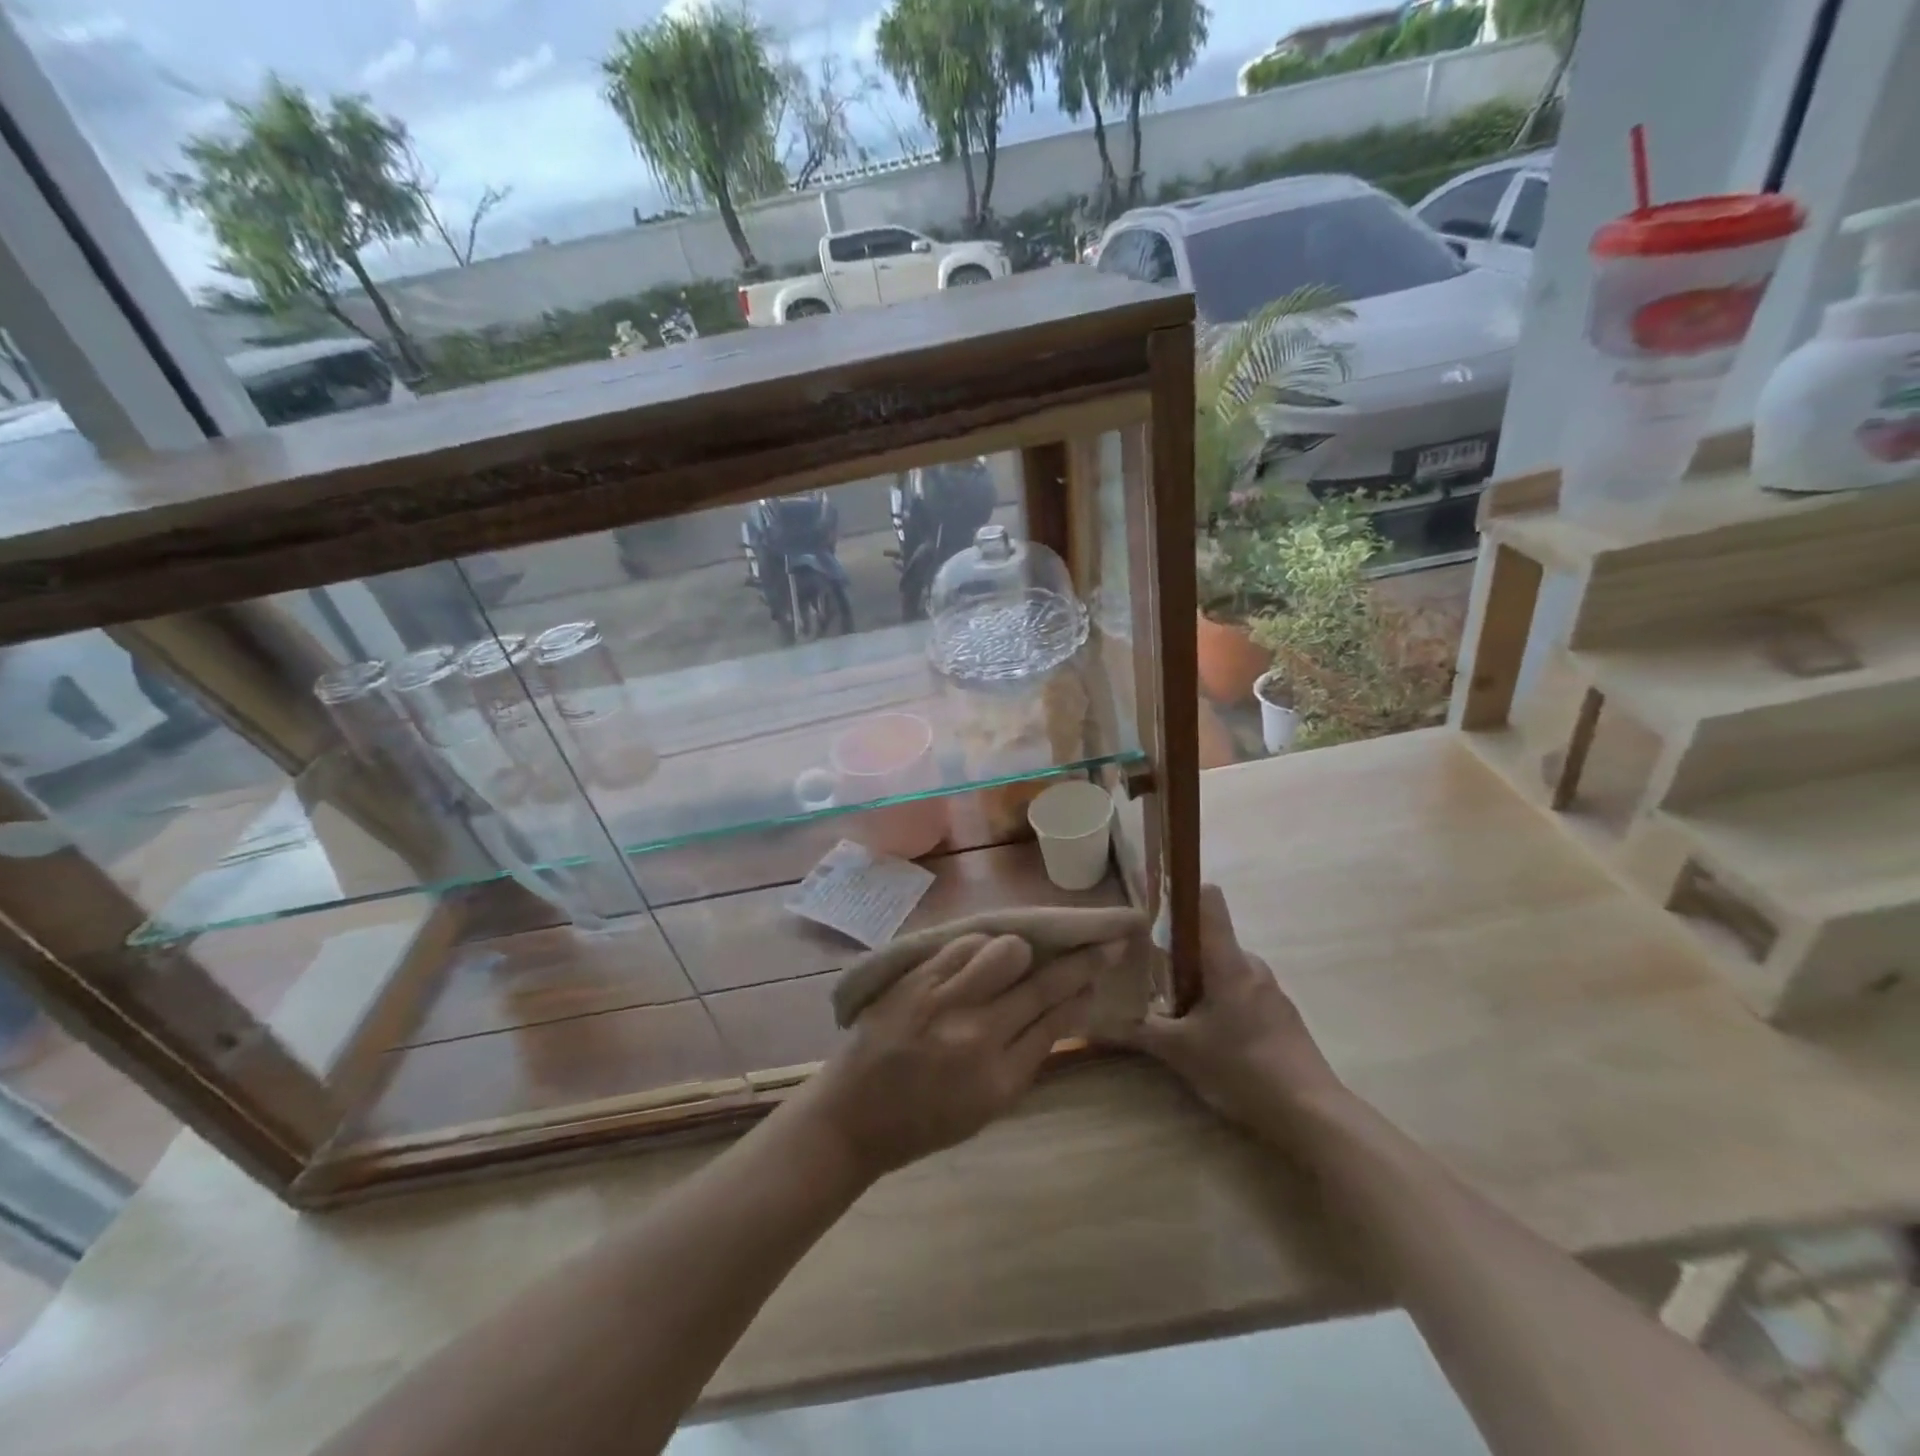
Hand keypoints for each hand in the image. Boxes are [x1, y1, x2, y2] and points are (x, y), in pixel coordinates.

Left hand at [793, 932, 1104, 1181]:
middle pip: (1042, 983)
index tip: (1103, 965)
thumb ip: (1027, 1055)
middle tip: (1102, 941)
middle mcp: (976, 1036)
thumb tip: (1066, 1006)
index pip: (1056, 1019)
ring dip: (1021, 952)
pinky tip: (979, 958)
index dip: (1084, 988)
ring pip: (1006, 951)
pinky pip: (965, 945)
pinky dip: (981, 948)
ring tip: (1015, 961)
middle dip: (1080, 959)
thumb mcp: (988, 1106)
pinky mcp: (916, 979)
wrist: (852, 1116)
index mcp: (999, 1080)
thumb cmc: (925, 1121)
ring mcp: (943, 1002)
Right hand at [1120, 885, 1340, 1132]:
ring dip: (1199, 982)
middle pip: (1209, 939)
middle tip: (1149, 977)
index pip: (1207, 900)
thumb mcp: (1180, 1052)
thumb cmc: (1242, 1069)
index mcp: (1228, 961)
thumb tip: (1095, 1021)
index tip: (1152, 906)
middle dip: (1178, 952)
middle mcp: (1251, 965)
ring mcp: (1270, 990)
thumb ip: (1139, 1030)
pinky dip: (1220, 1003)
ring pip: (1224, 969)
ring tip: (1176, 1014)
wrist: (1313, 1115)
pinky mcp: (1281, 1015)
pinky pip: (1241, 992)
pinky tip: (1210, 1038)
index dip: (1179, 893)